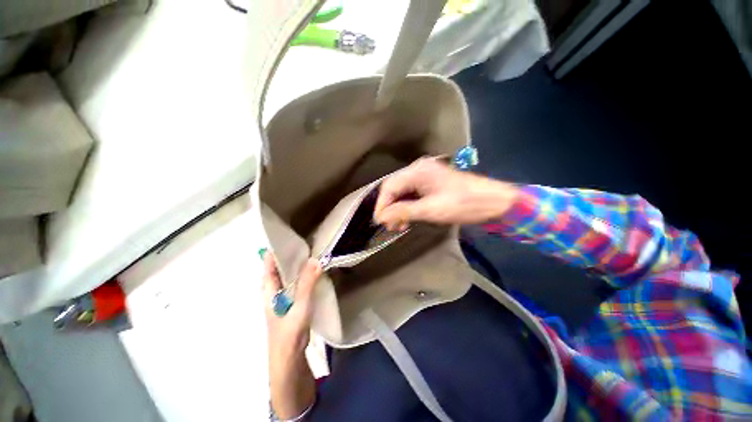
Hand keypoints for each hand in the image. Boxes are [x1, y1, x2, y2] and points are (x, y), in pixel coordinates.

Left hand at [263, 253, 318, 418]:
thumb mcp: (300, 306)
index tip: (291, 235)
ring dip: (299, 264)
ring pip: (290, 274)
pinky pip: (298, 282)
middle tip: (307, 240)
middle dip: (291, 253)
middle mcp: (274, 290)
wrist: (289, 359)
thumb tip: (316, 259)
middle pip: (280, 267)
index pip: (269, 263)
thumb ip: (308, 283)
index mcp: (269, 289)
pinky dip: (304, 274)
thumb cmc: (289, 332)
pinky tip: (315, 270)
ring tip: (313, 251)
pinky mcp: (293, 302)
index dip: (277, 248)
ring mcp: (283, 296)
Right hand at [374, 158, 518, 228]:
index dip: (382, 205)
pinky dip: (408, 207)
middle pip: (395, 188)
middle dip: (390, 208)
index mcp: (418, 171)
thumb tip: (381, 217)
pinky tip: (408, 219)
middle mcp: (418, 169)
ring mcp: (425, 176)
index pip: (390, 186)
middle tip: (389, 226)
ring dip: (398, 209)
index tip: (379, 221)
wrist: (494, 202)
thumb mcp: (431, 210)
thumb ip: (403, 212)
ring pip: (403, 192)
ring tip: (398, 226)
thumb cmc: (464, 204)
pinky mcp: (431, 184)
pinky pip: (412, 194)